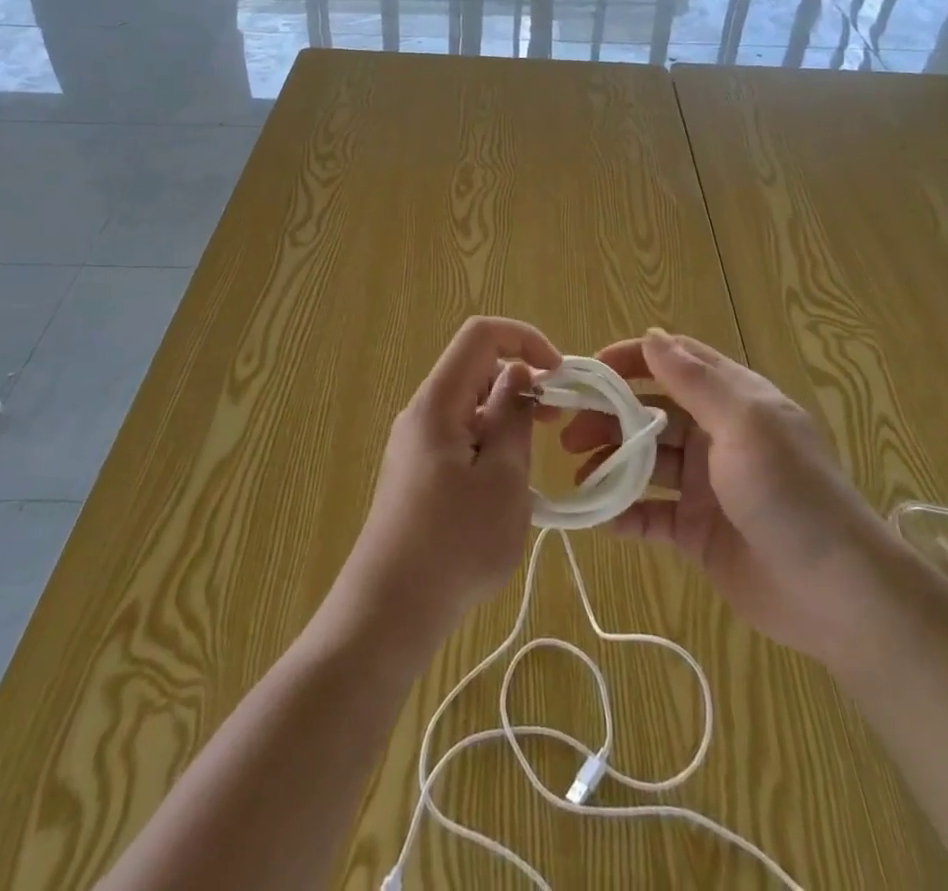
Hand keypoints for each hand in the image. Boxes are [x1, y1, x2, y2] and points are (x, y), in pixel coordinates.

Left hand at [334, 317, 561, 648]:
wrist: (389, 612)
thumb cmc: (455, 544)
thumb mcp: (503, 478)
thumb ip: (513, 417)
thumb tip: (517, 374)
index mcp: (438, 402)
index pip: (481, 336)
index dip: (525, 339)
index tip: (558, 376)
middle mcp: (422, 413)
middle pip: (475, 370)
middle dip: (520, 383)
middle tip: (554, 424)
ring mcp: (416, 444)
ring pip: (470, 408)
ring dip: (506, 421)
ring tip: (530, 467)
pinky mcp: (416, 474)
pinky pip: (459, 439)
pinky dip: (489, 447)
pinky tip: (504, 493)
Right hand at [564, 328, 893, 661]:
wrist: (839, 597)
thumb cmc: (790, 495)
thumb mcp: (745, 426)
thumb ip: (695, 382)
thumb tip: (651, 335)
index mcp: (734, 401)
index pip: (675, 362)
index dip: (630, 360)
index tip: (588, 371)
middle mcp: (716, 436)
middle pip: (650, 412)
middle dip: (608, 416)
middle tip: (567, 432)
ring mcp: (705, 486)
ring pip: (644, 462)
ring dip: (609, 463)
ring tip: (577, 474)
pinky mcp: (697, 532)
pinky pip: (650, 514)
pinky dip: (622, 513)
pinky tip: (596, 517)